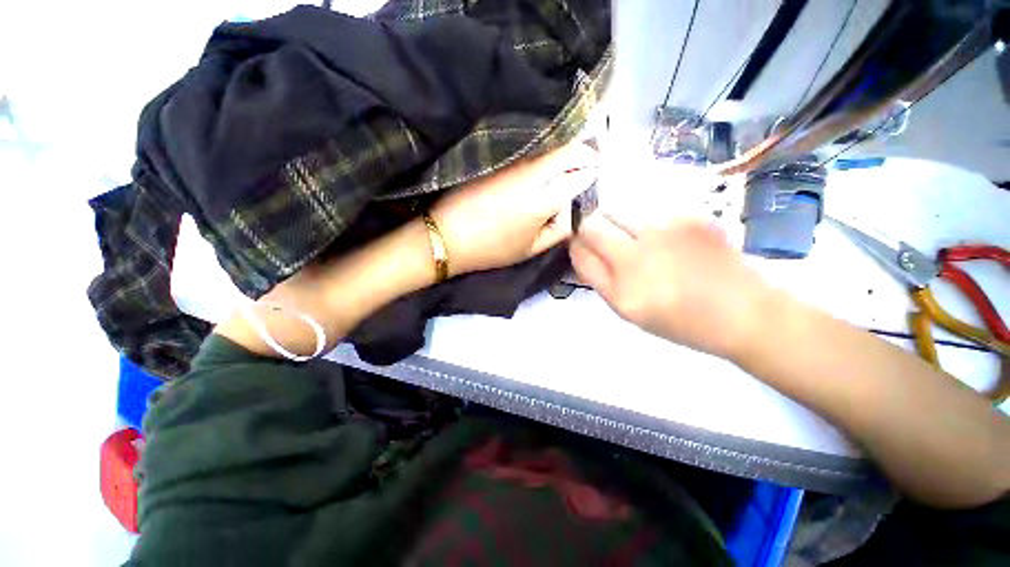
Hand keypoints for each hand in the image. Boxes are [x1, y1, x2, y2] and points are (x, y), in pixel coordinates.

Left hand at [432, 141, 597, 275]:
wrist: (448, 235)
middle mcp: (530, 174)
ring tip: (573, 160)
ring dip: (565, 151)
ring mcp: (512, 164)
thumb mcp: (531, 249)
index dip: (591, 171)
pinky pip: (530, 151)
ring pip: (549, 148)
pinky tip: (547, 163)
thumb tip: (574, 210)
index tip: (597, 171)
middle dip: (584, 152)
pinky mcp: (498, 161)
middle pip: (567, 151)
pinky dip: (544, 154)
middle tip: (591, 158)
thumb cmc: (492, 249)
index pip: (578, 175)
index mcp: (542, 201)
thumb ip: (559, 229)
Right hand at [570, 212, 771, 359]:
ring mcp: (666, 233)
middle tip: (604, 237)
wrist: (744, 311)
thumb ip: (600, 279)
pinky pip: (649, 210)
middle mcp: (639, 258)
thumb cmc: (680, 320)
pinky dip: (648, 221)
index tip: (578, 243)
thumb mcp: (629, 311)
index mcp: (623, 292)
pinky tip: (668, 238)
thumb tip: (581, 248)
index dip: (575, 245)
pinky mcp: (689, 216)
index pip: (580, 254)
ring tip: (641, 240)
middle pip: (593, 225)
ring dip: (618, 222)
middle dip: (589, 228)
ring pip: (618, 211)